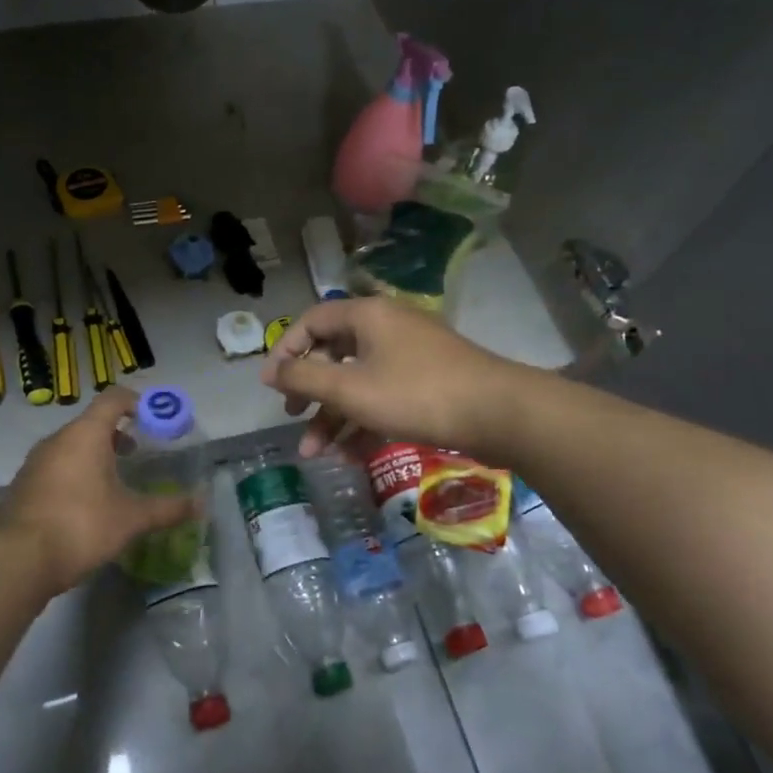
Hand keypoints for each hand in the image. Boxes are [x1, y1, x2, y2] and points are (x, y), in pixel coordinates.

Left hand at [0, 388, 198, 592]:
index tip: (154, 418)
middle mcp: (58, 439)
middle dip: (116, 433)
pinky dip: (75, 472)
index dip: (136, 402)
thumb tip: (203, 504)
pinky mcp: (24, 485)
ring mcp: (36, 462)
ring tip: (115, 480)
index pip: (113, 399)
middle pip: (91, 422)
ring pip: (71, 445)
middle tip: (138, 452)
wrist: (18, 559)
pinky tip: (87, 503)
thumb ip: (168, 508)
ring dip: (94, 454)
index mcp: (85, 434)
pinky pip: (56, 466)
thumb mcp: (132, 518)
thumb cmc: (82, 526)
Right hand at [259, 297, 519, 459]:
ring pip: (359, 382)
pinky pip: (384, 396)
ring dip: (335, 417)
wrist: (500, 413)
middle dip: (310, 393)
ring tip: (317, 454)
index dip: (286, 351)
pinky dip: (365, 422)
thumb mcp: (350, 389)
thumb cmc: (415, 393)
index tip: (272, 387)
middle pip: (333, 354)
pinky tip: (353, 457)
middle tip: (292, 417)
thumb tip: (273, 372)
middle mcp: (386, 327)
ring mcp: (410, 355)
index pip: (311, 322)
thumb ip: (304, 378)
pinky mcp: (428, 381)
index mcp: (366, 315)